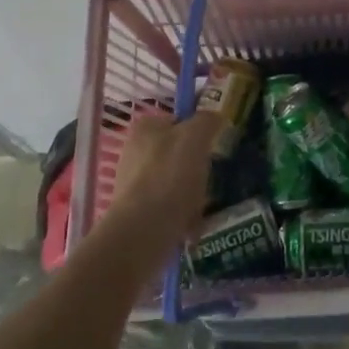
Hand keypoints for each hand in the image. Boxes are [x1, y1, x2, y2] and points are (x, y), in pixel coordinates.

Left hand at [107, 110, 218, 244]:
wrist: (143, 231)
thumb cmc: (170, 175)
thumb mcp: (196, 136)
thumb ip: (207, 120)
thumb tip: (215, 118)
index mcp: (144, 128)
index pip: (178, 121)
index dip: (199, 131)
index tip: (213, 147)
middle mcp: (133, 152)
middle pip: (178, 154)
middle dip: (197, 168)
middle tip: (211, 178)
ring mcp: (133, 184)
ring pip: (175, 183)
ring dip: (193, 194)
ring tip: (203, 206)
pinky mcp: (136, 213)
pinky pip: (169, 209)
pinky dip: (183, 216)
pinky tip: (193, 226)